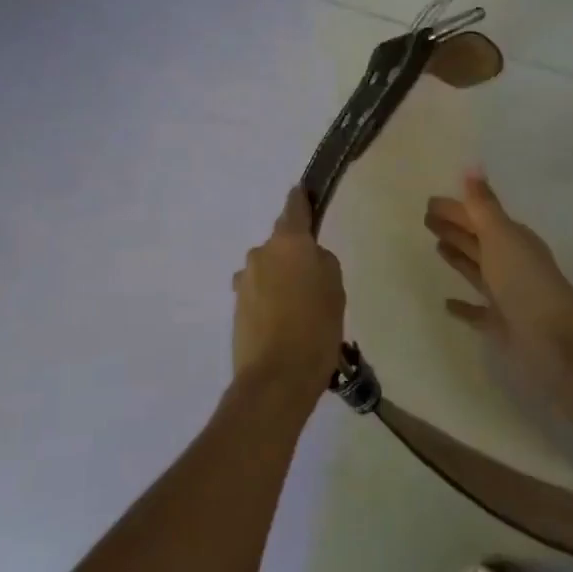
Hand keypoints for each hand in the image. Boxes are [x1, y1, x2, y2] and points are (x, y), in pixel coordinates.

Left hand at [233, 188, 345, 390]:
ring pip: (269, 269)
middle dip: (295, 254)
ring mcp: (244, 280)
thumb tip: (309, 258)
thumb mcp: (336, 289)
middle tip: (315, 280)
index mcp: (288, 242)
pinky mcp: (237, 305)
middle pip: (281, 243)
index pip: (294, 207)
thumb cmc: (317, 328)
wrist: (276, 377)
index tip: (305, 194)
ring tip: (301, 310)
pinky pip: (259, 292)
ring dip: (282, 280)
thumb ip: (323, 262)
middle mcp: (260, 253)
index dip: (302, 200)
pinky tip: (285, 324)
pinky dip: (271, 300)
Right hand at [425, 171, 572, 393]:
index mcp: (512, 240)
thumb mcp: (501, 236)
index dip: (456, 210)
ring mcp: (506, 294)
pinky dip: (463, 306)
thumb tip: (472, 168)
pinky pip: (476, 311)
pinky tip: (446, 303)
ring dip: (458, 258)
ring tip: (437, 247)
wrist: (554, 337)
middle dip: (455, 228)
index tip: (429, 203)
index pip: (479, 218)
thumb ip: (483, 206)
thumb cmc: (524, 280)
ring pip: (477, 270)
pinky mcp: (500, 323)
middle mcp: (510, 263)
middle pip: (477, 240)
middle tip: (427, 219)